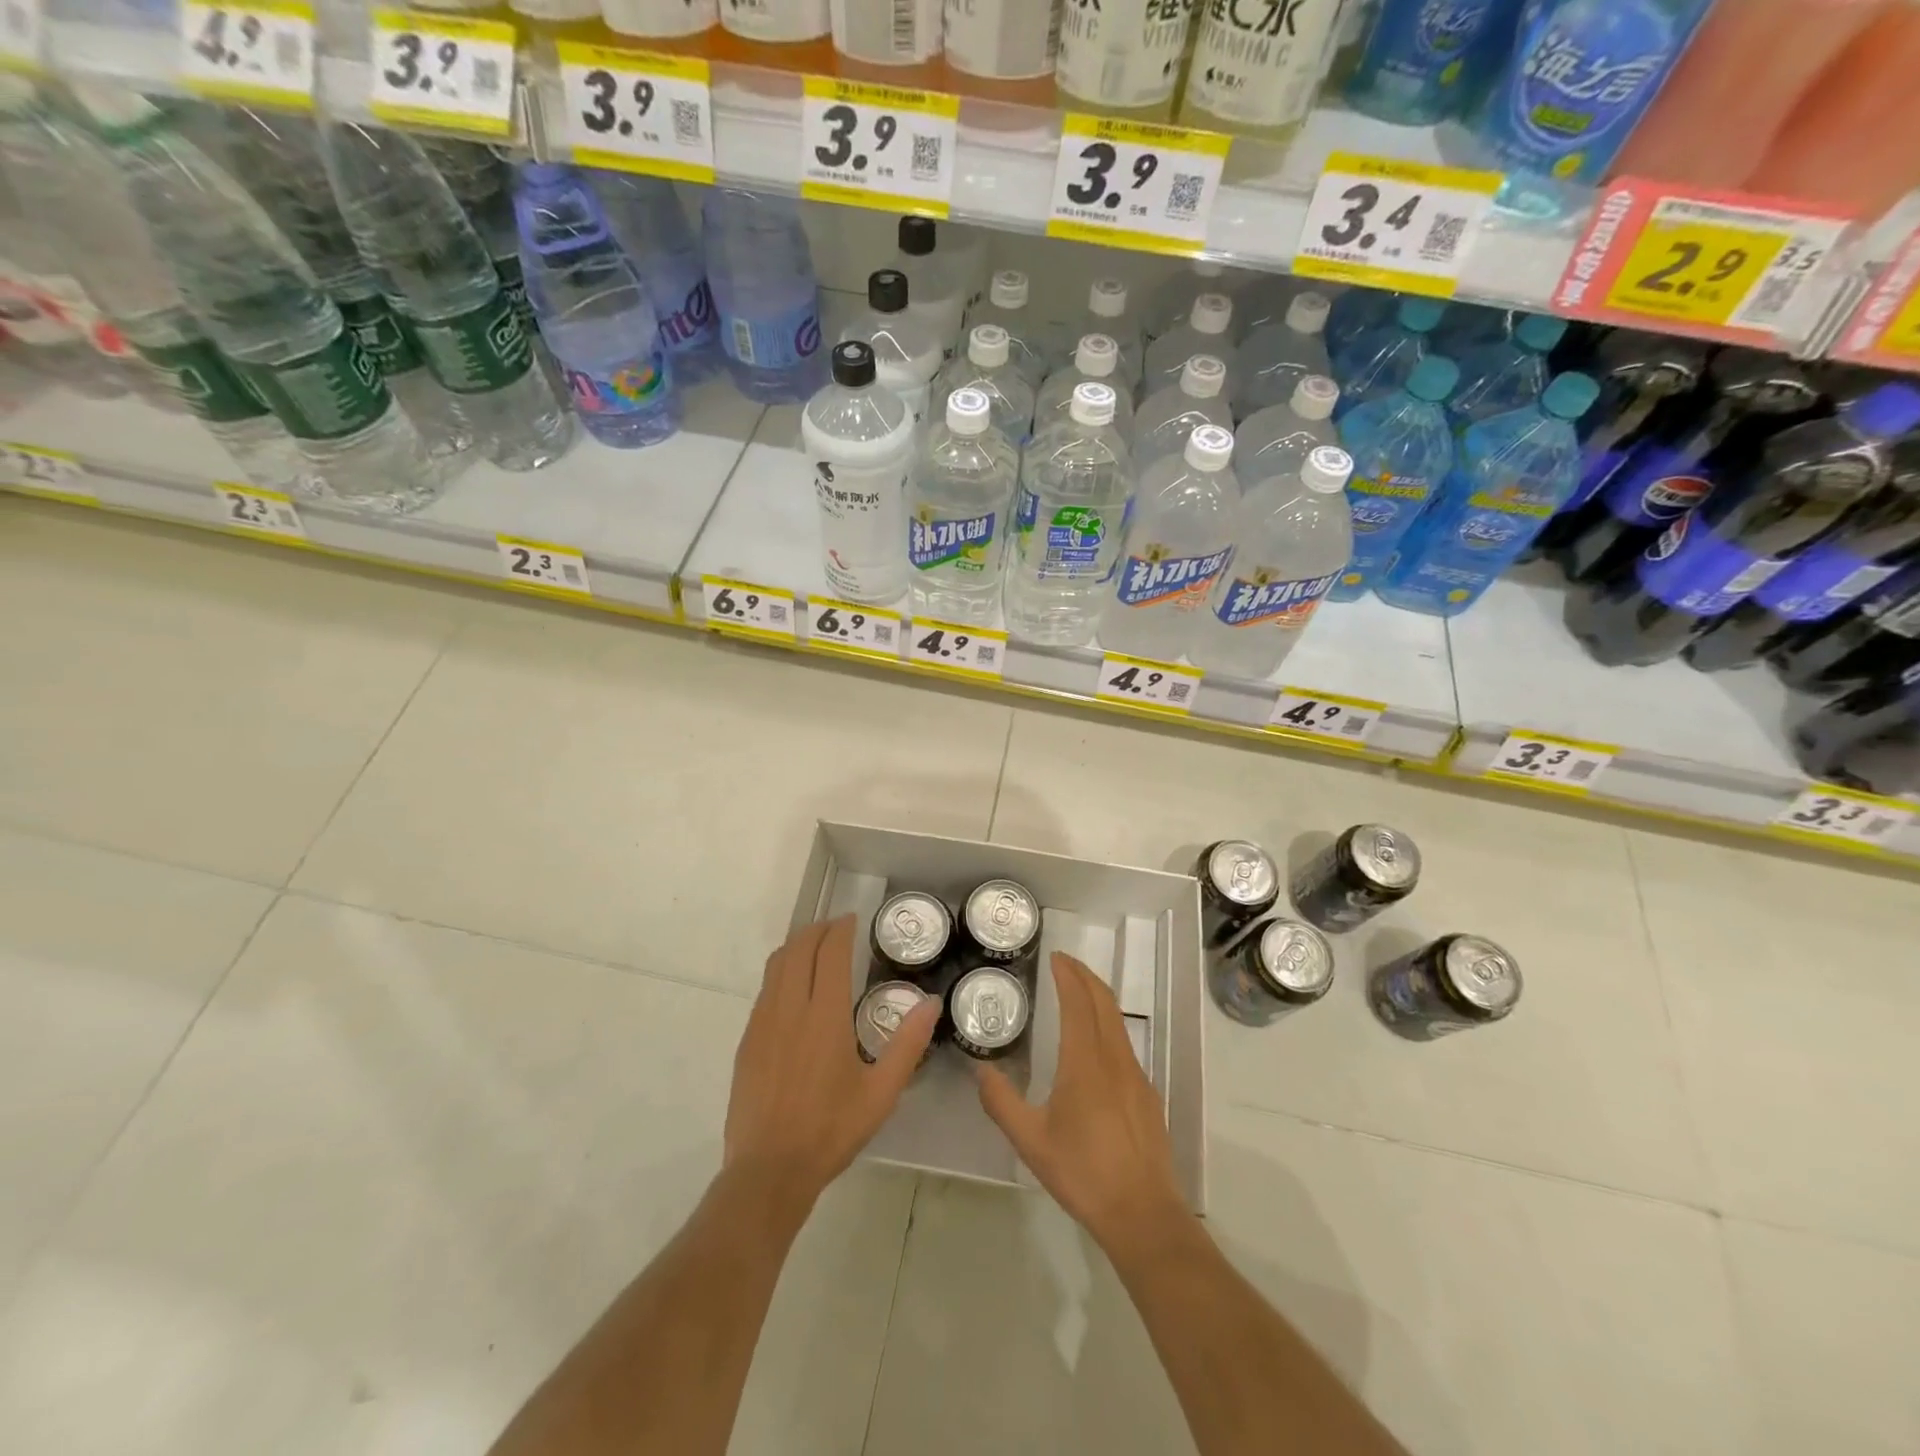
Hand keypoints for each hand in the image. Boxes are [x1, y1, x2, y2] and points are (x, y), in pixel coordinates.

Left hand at [724, 916, 937, 1212]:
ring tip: (814, 948)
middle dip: (817, 930)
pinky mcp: (747, 1041)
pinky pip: (764, 990)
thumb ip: (908, 1044)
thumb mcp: (881, 1092)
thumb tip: (931, 1002)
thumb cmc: (831, 1130)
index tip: (852, 920)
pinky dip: (780, 972)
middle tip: (836, 928)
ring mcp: (762, 1023)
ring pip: (776, 965)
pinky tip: (793, 988)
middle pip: (798, 949)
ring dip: (796, 947)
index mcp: (825, 1016)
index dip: (840, 930)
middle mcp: (790, 1009)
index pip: (829, 953)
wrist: (769, 1171)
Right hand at [975, 952, 1188, 1257]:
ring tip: (1076, 994)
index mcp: (1085, 1062)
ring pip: (1117, 1021)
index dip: (1068, 975)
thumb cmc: (1083, 1172)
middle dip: (1085, 976)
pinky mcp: (1146, 1094)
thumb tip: (981, 1071)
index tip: (1056, 957)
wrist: (1143, 1213)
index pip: (1078, 1002)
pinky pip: (1124, 1044)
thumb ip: (1001, 1102)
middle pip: (1104, 1002)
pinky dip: (1107, 1024)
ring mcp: (1136, 1075)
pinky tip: (1093, 1044)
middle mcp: (1114, 1058)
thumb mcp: (1030, 1140)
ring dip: (1097, 998)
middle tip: (1064, 964)